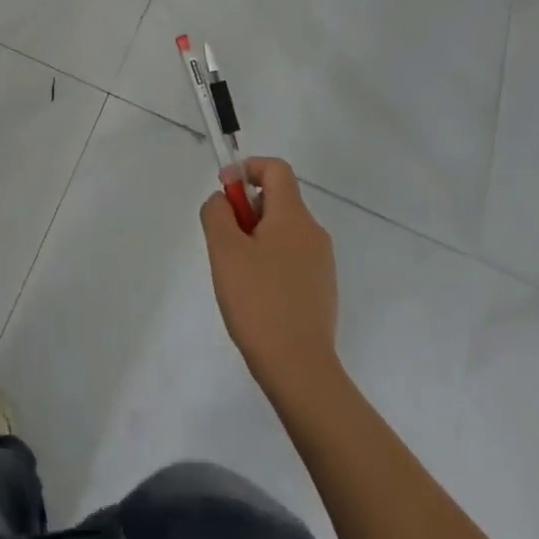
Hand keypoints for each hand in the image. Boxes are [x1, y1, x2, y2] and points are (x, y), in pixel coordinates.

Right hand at [201, 158, 338, 393]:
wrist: (300, 369)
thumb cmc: (258, 302)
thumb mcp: (224, 251)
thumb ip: (217, 213)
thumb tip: (223, 200)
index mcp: (293, 216)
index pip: (276, 169)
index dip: (247, 169)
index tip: (225, 194)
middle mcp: (313, 232)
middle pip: (277, 200)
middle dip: (246, 211)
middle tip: (225, 245)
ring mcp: (321, 262)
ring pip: (282, 231)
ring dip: (255, 238)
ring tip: (237, 276)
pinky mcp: (322, 289)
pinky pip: (291, 257)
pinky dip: (269, 262)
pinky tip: (256, 297)